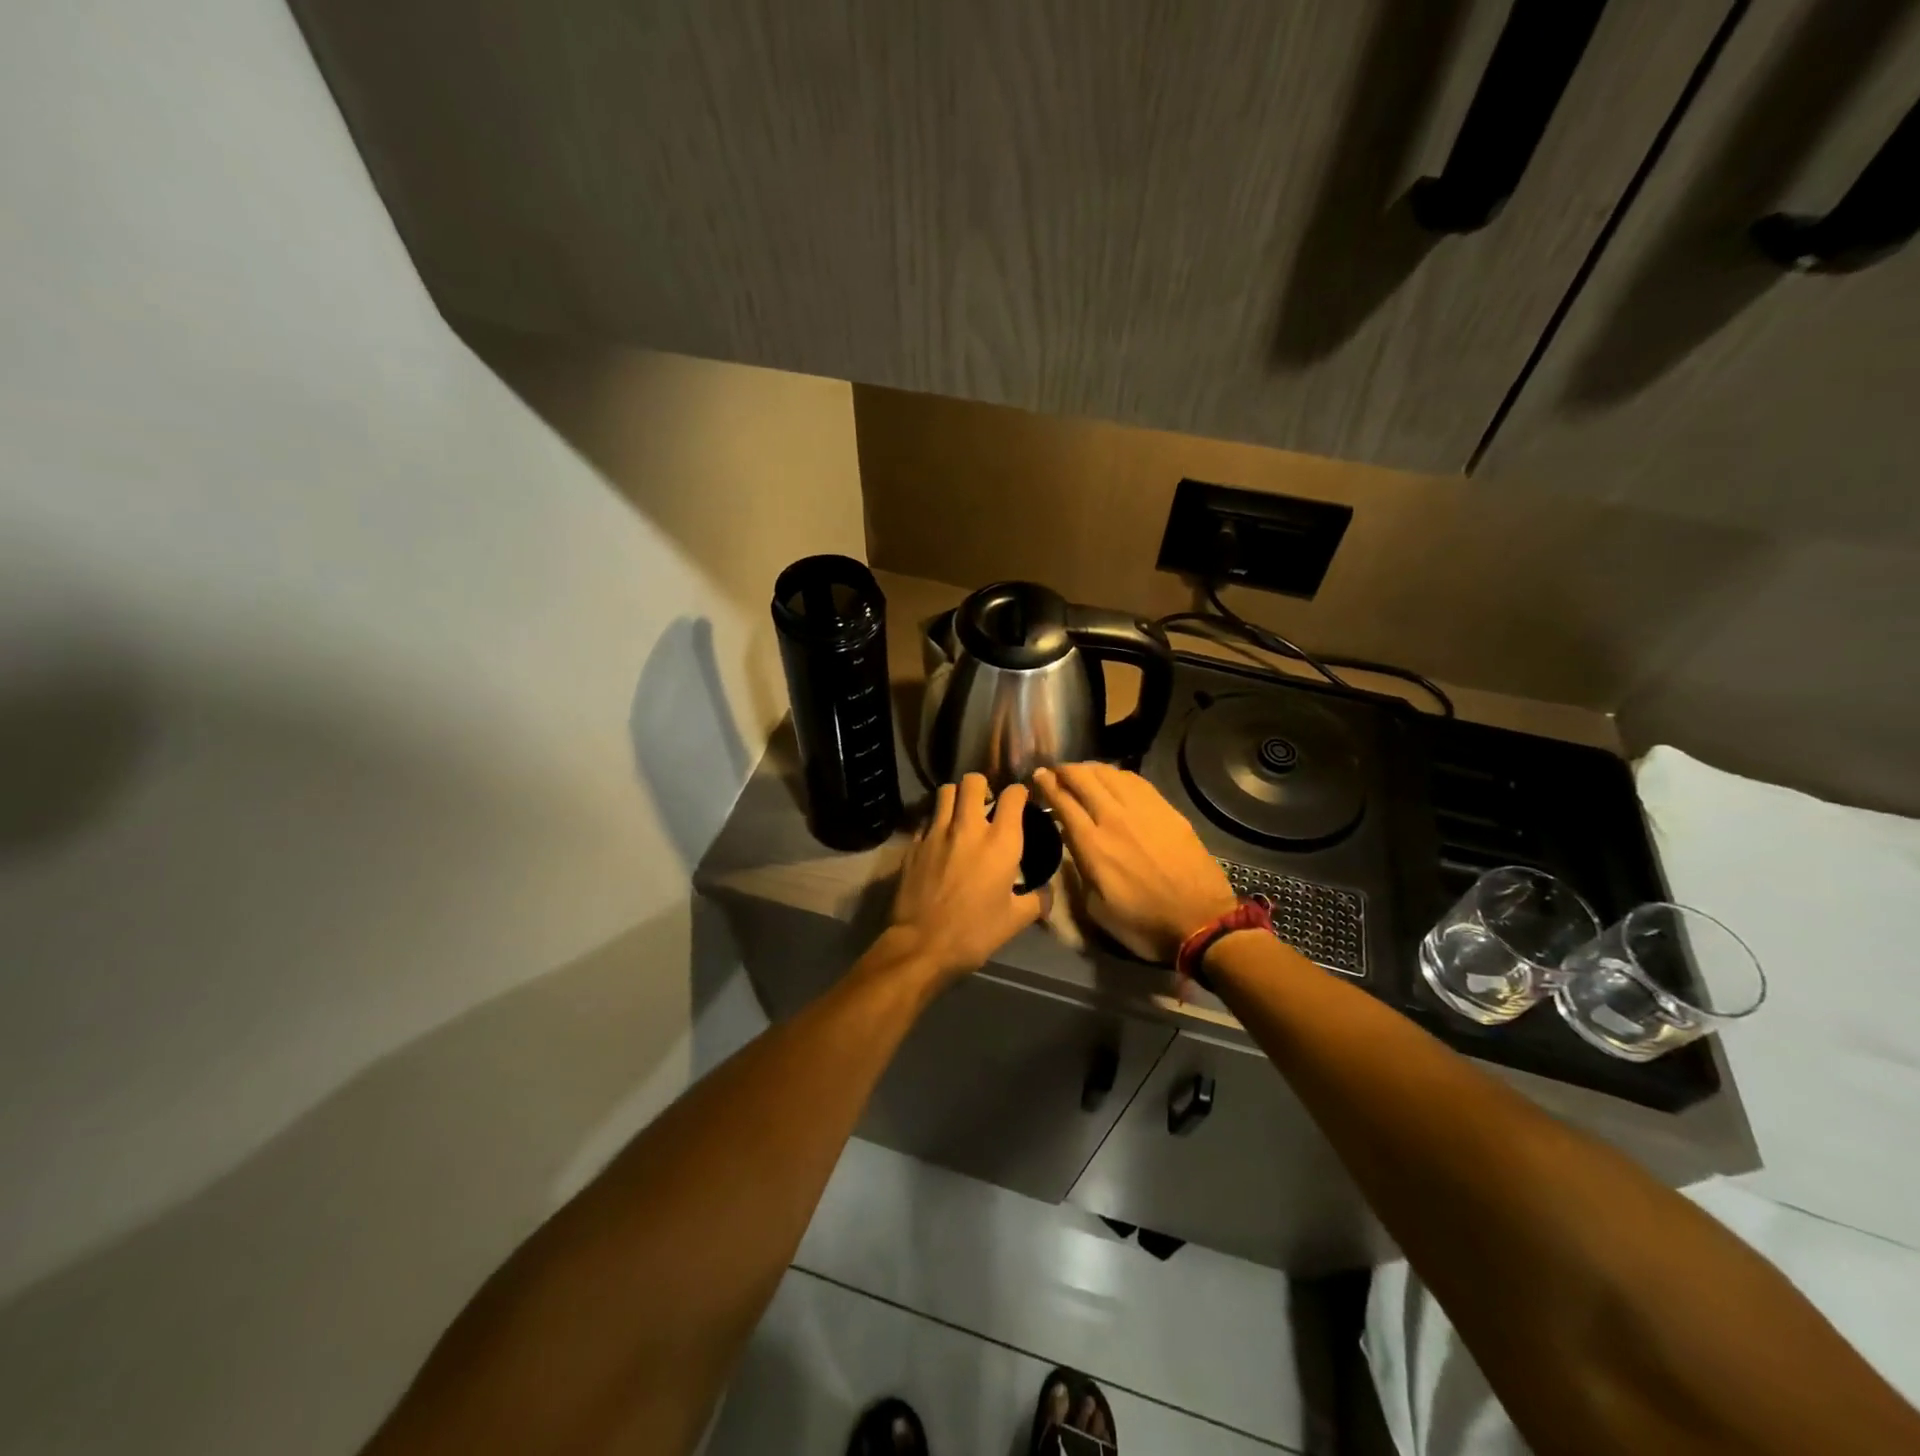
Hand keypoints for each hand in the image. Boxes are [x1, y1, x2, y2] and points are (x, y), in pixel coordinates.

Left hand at [889, 773, 1045, 980]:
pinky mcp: (914, 843)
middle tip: (986, 802)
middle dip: (982, 785)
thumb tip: (1047, 893)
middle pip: (973, 781)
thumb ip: (1036, 900)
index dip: (1019, 793)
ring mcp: (937, 832)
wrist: (922, 945)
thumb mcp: (1015, 920)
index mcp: (1000, 841)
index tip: (1021, 800)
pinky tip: (940, 838)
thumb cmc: (975, 932)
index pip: (1013, 795)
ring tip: (961, 813)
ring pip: (945, 791)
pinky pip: (927, 818)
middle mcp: (968, 827)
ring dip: (956, 796)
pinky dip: (936, 821)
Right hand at [1034, 763, 1236, 962]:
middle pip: (1083, 779)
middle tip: (1056, 771)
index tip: (1038, 776)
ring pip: (1110, 774)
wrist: (1200, 921)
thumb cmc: (1143, 923)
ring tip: (1082, 772)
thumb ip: (1080, 871)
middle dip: (1064, 770)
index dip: (1047, 784)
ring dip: (1090, 769)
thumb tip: (1073, 844)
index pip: (1063, 801)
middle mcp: (1114, 818)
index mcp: (1092, 845)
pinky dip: (1118, 775)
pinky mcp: (1167, 810)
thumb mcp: (1097, 908)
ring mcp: (1144, 810)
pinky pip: (1137, 781)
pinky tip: (1114, 779)